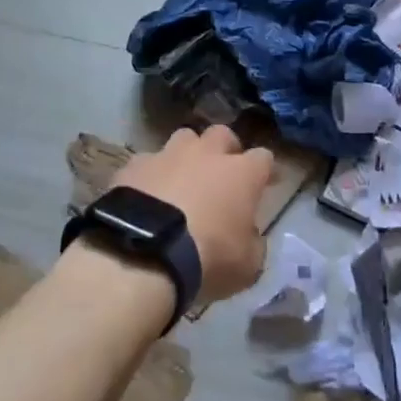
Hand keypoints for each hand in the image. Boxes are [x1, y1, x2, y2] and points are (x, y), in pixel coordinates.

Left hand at [116, 126, 271, 303]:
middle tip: (222, 174)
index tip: (266, 183)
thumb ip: (254, 244)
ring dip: (187, 155)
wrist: (145, 253)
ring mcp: (168, 155)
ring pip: (184, 138)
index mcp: (241, 174)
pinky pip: (148, 162)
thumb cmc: (208, 258)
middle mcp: (207, 154)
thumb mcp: (248, 265)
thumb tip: (250, 235)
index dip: (265, 170)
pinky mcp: (135, 165)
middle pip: (222, 135)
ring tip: (182, 178)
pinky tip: (147, 194)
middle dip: (225, 149)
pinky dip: (152, 175)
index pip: (263, 158)